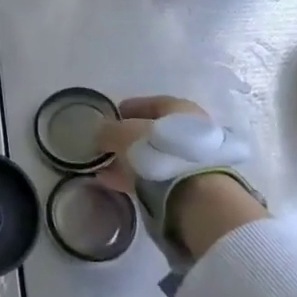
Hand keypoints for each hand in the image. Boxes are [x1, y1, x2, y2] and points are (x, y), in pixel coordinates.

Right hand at [95, 96, 266, 259]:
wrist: (194, 193)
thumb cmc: (157, 150)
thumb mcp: (122, 134)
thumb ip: (108, 130)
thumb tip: (101, 133)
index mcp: (179, 108)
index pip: (150, 102)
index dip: (128, 109)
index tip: (112, 116)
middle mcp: (192, 129)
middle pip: (155, 131)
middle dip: (130, 138)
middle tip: (109, 145)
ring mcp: (195, 158)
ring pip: (156, 155)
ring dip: (133, 160)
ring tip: (109, 168)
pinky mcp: (192, 184)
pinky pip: (158, 175)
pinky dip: (138, 177)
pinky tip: (118, 183)